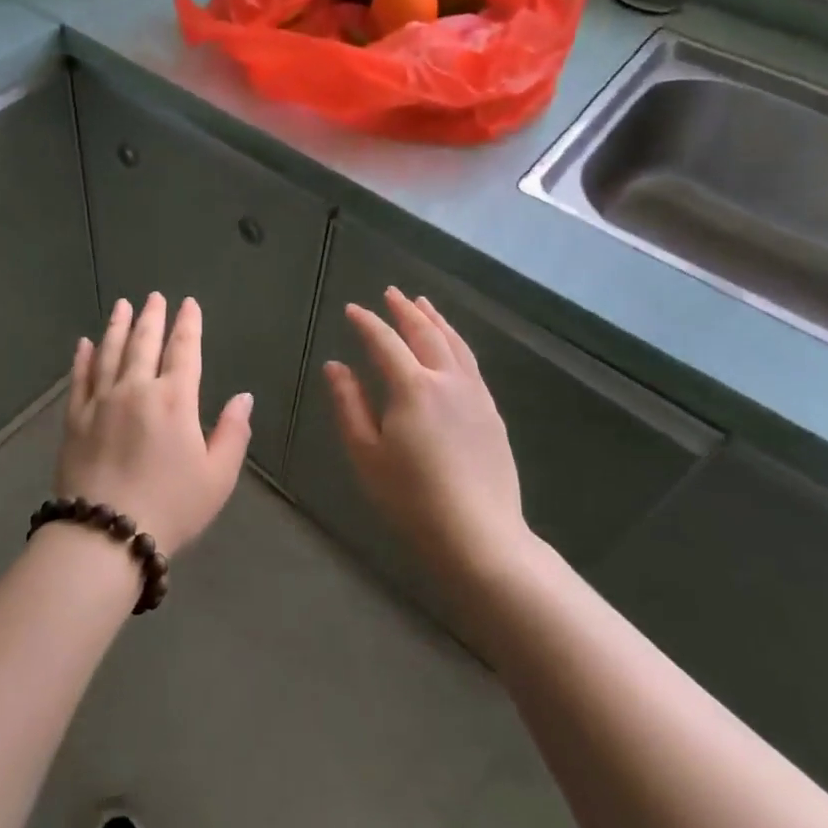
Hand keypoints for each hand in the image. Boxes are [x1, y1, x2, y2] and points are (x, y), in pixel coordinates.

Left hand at [57, 293, 251, 553]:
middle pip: (144, 343)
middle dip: (152, 317)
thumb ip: (233, 433)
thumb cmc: (171, 507)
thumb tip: (243, 397)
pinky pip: (79, 379)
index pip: (183, 351)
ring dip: (117, 326)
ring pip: (109, 353)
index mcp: (174, 400)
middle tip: (154, 296)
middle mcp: (135, 389)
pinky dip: (82, 358)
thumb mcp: (217, 477)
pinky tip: (83, 343)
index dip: (188, 325)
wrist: (106, 533)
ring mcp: (100, 401)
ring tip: (122, 305)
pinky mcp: (75, 419)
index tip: (188, 304)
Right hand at [325, 287, 533, 580]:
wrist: (479, 535)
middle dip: (406, 310)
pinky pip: (471, 363)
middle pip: (425, 334)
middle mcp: (447, 380)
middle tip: (391, 293)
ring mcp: (475, 395)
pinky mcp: (491, 412)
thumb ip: (349, 404)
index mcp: (412, 387)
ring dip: (436, 320)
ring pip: (454, 344)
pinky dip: (456, 343)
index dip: (367, 323)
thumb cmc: (411, 497)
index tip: (352, 309)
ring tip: (423, 304)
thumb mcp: (365, 453)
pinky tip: (451, 346)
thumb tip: (336, 366)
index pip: (385, 342)